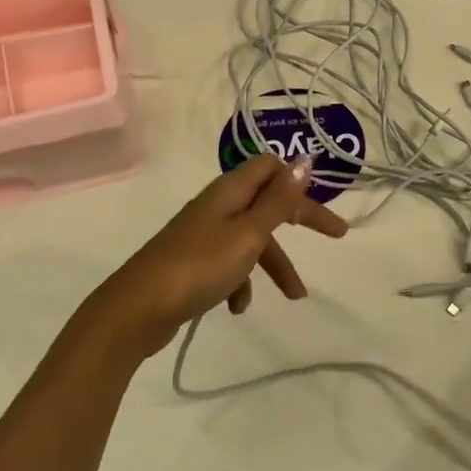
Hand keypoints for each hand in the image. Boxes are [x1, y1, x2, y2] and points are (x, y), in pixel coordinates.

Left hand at [85, 154, 348, 361]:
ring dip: (273, 263)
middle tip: (335, 237)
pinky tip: (237, 308)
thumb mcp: (248, 234)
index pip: (271, 167)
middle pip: (267, 202)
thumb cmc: (199, 267)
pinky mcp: (192, 262)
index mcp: (230, 191)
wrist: (135, 311)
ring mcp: (202, 234)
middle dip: (300, 220)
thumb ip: (278, 200)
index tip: (322, 201)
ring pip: (251, 238)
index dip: (300, 182)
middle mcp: (217, 206)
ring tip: (293, 297)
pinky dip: (241, 282)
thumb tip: (305, 160)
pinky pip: (229, 263)